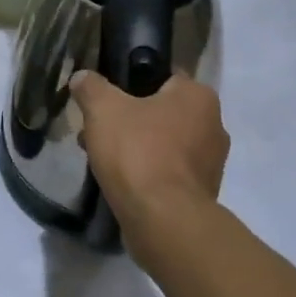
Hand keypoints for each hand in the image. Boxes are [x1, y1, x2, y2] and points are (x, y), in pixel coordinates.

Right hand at [71, 71, 228, 260]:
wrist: (163, 220)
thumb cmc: (137, 152)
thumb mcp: (102, 109)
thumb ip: (91, 87)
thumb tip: (82, 77)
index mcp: (198, 96)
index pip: (164, 77)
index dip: (132, 83)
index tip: (108, 99)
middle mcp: (214, 125)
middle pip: (162, 112)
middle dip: (130, 120)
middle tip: (99, 131)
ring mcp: (211, 163)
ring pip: (164, 144)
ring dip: (137, 148)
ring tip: (103, 159)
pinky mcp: (202, 194)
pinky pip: (168, 172)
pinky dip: (147, 173)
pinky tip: (122, 182)